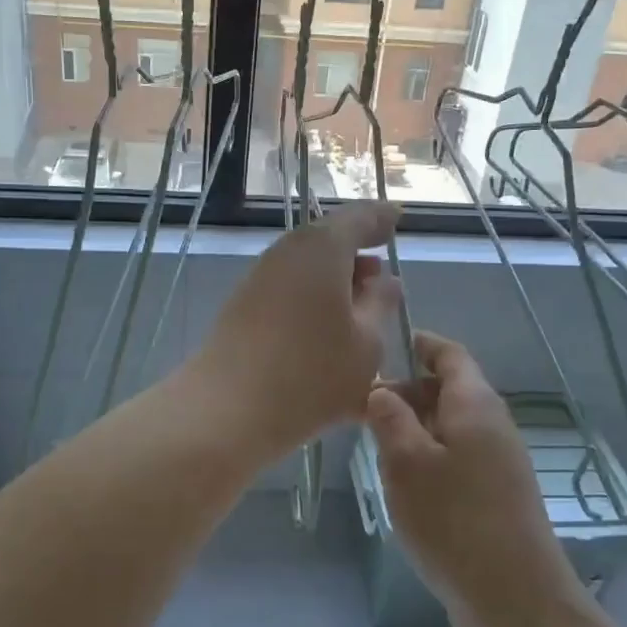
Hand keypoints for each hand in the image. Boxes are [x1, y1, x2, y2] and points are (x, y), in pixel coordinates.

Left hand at [188, 201, 402, 462]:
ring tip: (359, 311)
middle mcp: (288, 251)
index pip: (360, 217)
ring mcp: (261, 277)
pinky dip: (313, 301)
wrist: (228, 409)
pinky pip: (290, 290)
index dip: (382, 219)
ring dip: (335, 282)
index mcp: (323, 248)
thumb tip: (384, 280)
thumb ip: (380, 304)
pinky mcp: (244, 305)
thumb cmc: (312, 374)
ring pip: (307, 267)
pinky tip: (327, 332)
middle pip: (328, 241)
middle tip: (382, 277)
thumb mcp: (367, 343)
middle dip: (357, 256)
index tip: (398, 219)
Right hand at [365, 333, 583, 626]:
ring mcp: (500, 461)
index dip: (419, 344)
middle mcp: (493, 424)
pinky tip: (406, 485)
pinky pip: (459, 456)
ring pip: (451, 426)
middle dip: (407, 392)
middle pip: (449, 389)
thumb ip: (390, 418)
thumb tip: (381, 390)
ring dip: (415, 428)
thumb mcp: (407, 462)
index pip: (450, 354)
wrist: (515, 598)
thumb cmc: (454, 520)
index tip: (383, 348)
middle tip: (364, 410)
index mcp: (475, 404)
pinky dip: (430, 456)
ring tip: (378, 448)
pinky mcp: (498, 494)